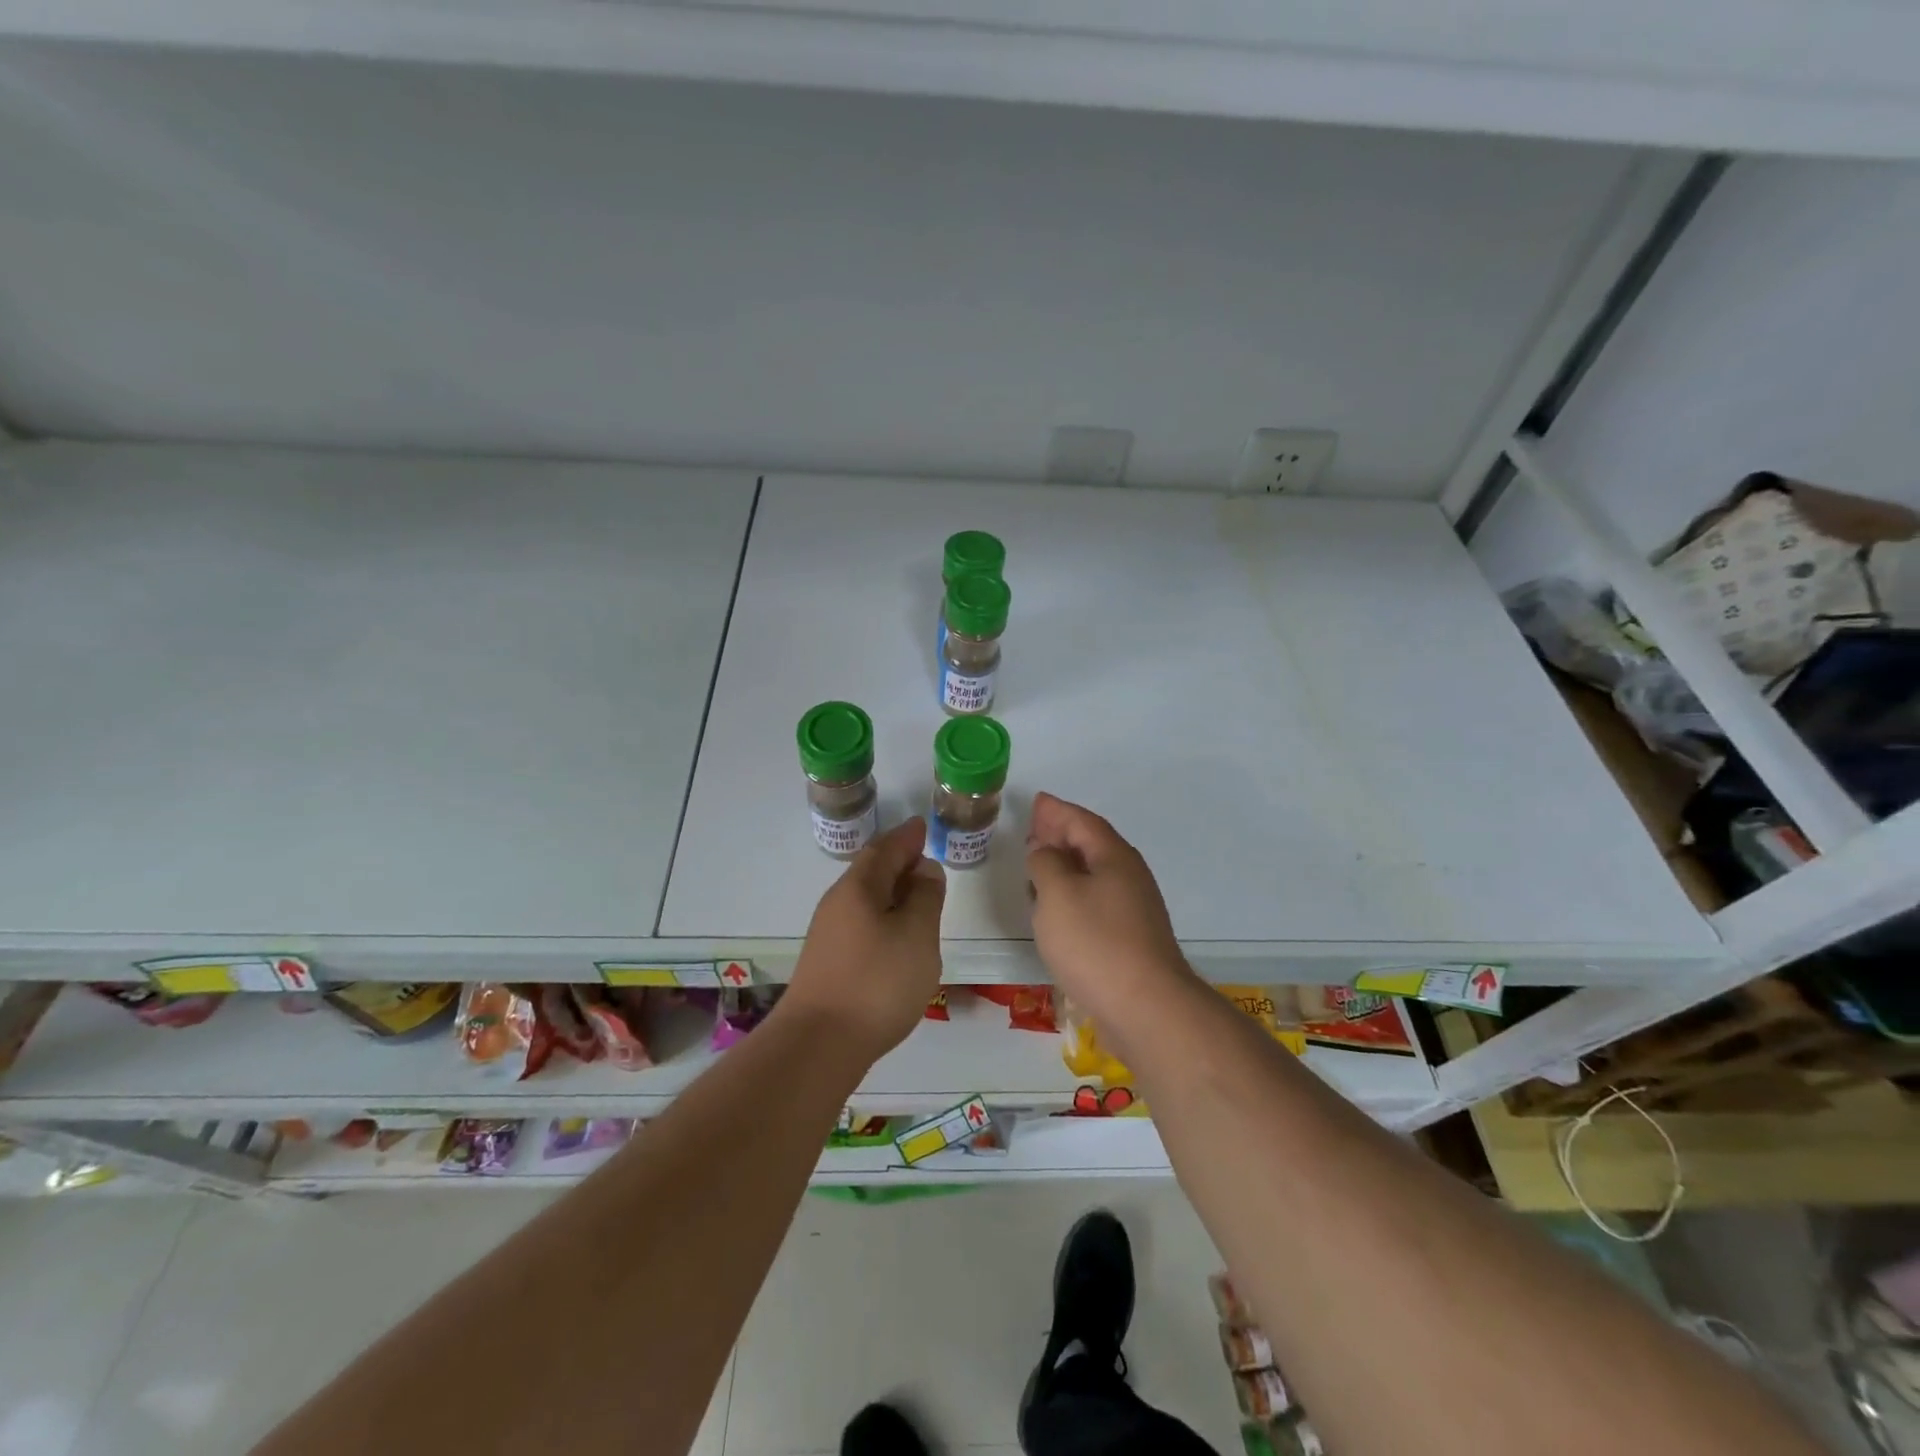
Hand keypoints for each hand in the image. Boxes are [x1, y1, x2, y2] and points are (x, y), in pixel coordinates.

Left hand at [782, 818, 945, 1059]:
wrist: (819, 1045)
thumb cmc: (877, 982)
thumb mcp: (916, 934)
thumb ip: (925, 897)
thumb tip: (924, 870)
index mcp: (859, 888)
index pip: (885, 850)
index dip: (907, 837)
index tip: (922, 827)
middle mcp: (838, 904)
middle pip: (871, 872)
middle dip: (898, 862)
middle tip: (924, 859)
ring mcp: (829, 935)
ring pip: (865, 899)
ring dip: (891, 892)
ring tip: (918, 898)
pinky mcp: (828, 963)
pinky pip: (861, 923)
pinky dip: (883, 917)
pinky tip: (896, 937)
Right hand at [1026, 792, 1194, 1028]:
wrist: (1146, 1008)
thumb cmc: (1095, 942)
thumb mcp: (1058, 894)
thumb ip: (1046, 863)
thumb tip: (1045, 850)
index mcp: (1113, 857)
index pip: (1081, 822)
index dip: (1057, 811)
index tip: (1037, 802)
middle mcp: (1128, 877)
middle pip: (1091, 845)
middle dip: (1061, 834)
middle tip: (1034, 828)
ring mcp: (1133, 909)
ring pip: (1094, 875)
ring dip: (1066, 865)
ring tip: (1039, 865)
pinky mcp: (1130, 939)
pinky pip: (1096, 901)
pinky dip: (1073, 894)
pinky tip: (1058, 908)